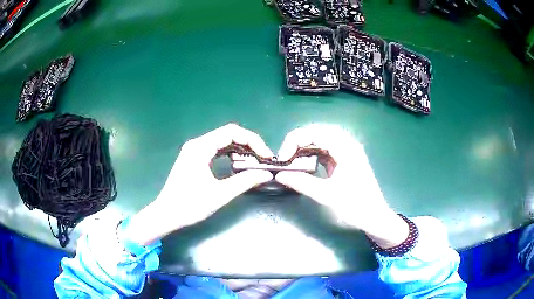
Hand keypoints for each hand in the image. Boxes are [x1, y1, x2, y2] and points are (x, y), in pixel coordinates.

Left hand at [124, 124, 273, 245]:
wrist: (167, 215)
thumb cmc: (190, 205)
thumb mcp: (219, 194)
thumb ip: (244, 182)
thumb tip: (266, 174)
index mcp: (200, 147)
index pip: (232, 132)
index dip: (253, 141)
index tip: (266, 156)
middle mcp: (197, 144)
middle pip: (228, 135)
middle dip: (248, 145)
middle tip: (263, 159)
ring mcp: (195, 150)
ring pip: (223, 142)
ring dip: (241, 150)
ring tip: (255, 162)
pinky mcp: (195, 159)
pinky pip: (217, 150)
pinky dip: (231, 155)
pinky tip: (239, 164)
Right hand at [275, 124, 407, 247]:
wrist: (374, 217)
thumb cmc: (355, 206)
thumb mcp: (327, 195)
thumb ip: (301, 183)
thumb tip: (280, 175)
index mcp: (346, 148)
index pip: (316, 133)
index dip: (295, 140)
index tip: (283, 157)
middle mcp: (347, 145)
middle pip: (318, 133)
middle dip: (299, 142)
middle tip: (285, 156)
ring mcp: (347, 152)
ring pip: (321, 141)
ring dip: (305, 148)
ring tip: (292, 160)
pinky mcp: (345, 161)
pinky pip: (326, 151)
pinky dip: (313, 155)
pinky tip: (304, 164)